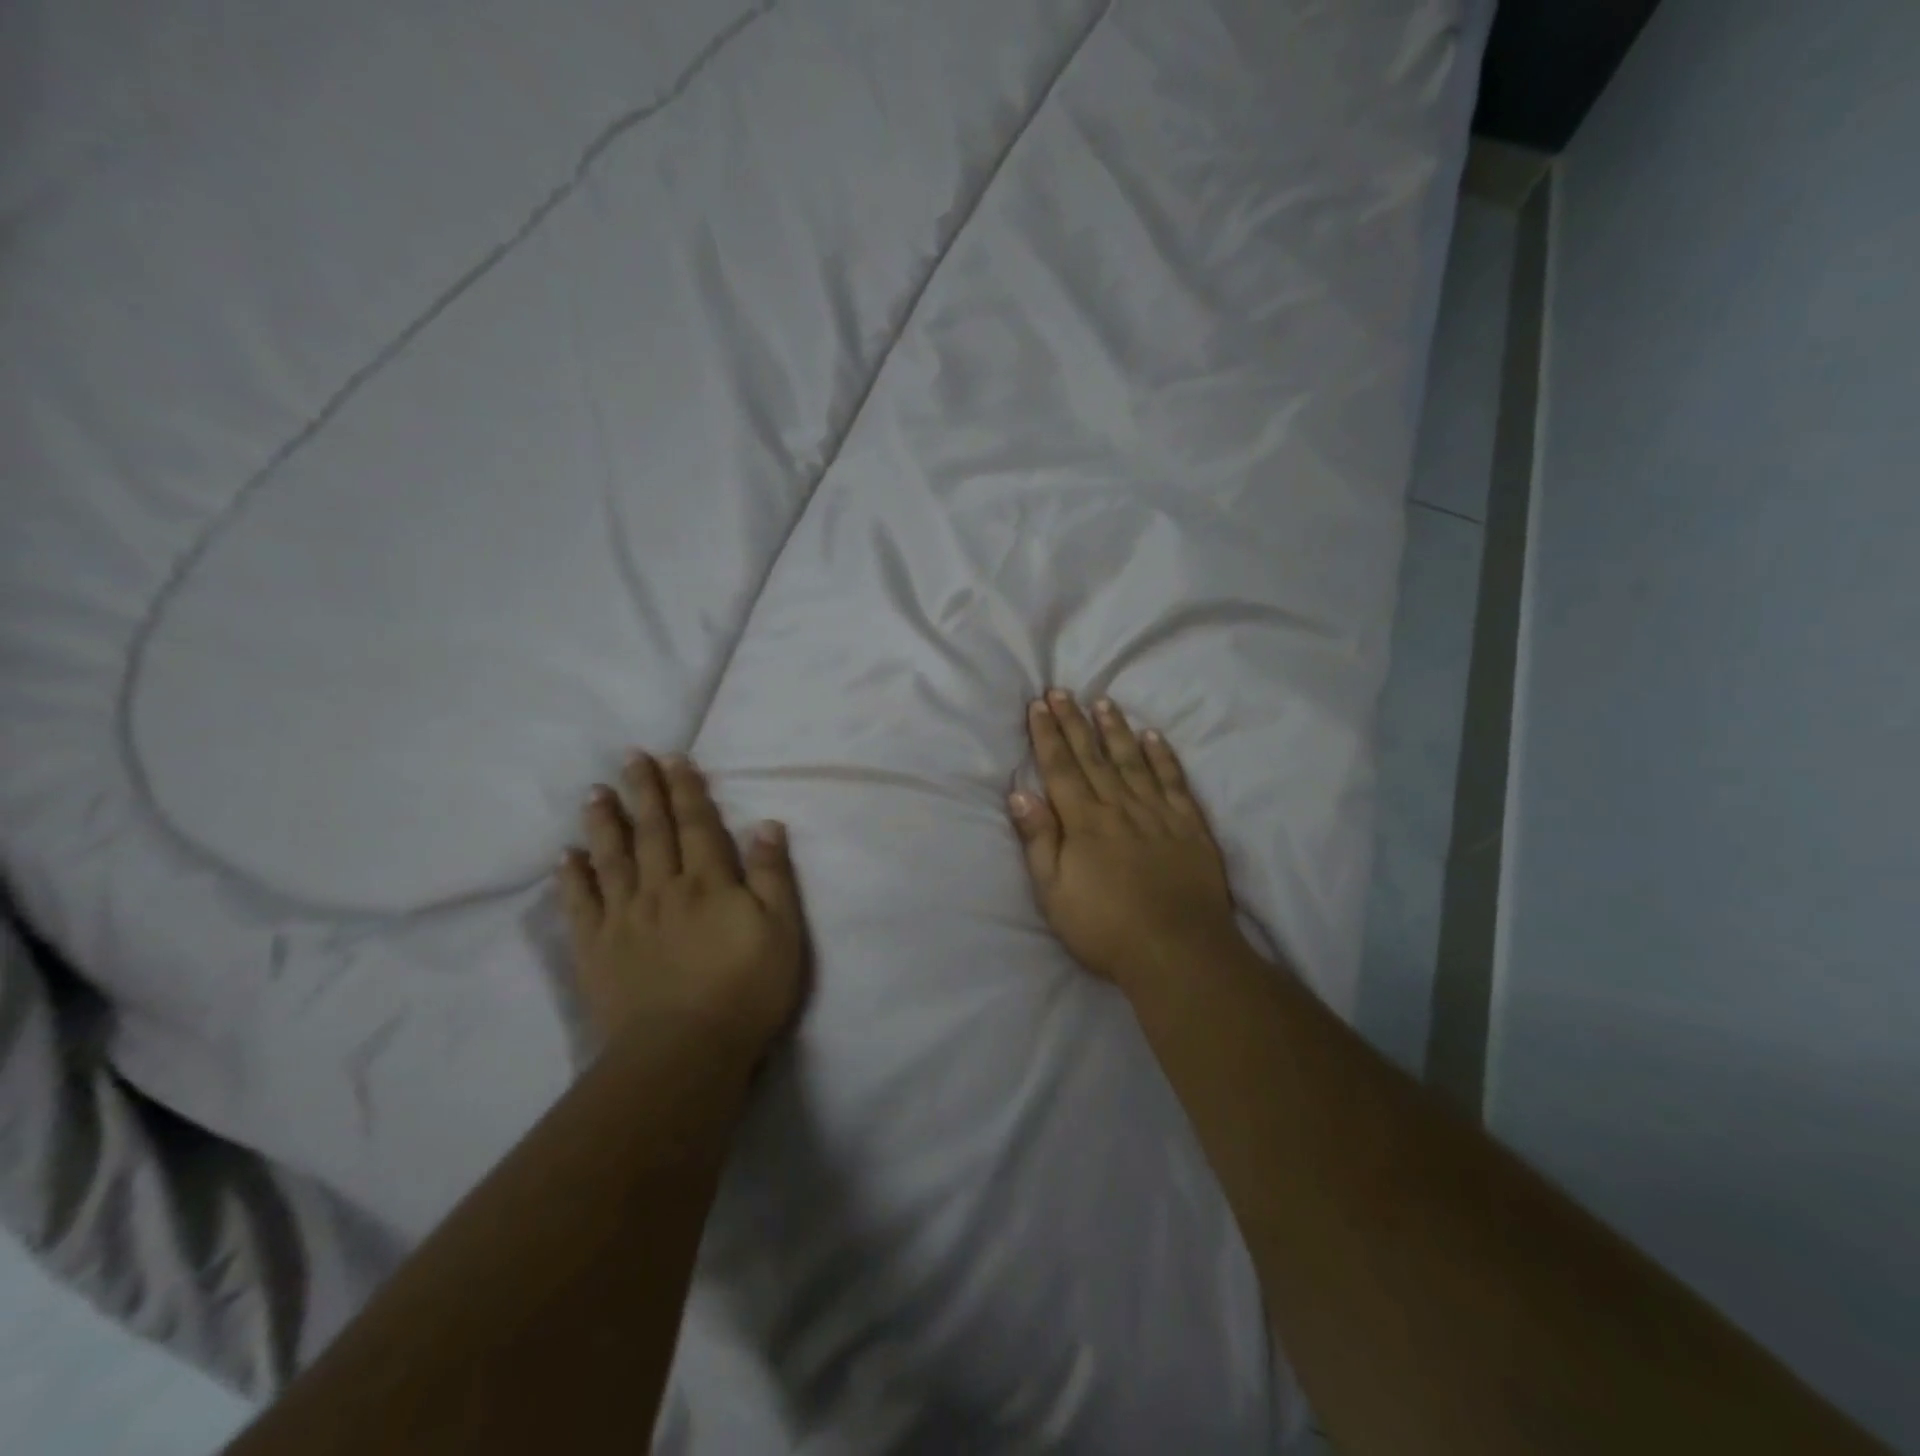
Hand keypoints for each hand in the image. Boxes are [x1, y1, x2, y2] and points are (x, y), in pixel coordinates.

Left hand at [557, 752, 807, 1060]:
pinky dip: (572, 878)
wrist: (685, 1052)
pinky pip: (580, 905)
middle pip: (652, 832)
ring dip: (604, 823)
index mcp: (708, 883)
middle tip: (630, 757)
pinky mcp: (596, 949)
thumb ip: (773, 875)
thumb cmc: (746, 990)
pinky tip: (566, 856)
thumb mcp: (782, 930)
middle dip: (644, 792)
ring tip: (595, 792)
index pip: (696, 824)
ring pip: (611, 858)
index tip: (673, 758)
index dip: (685, 789)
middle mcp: (662, 889)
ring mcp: (624, 918)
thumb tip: (765, 824)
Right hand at [1009, 692, 1241, 988]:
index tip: (1038, 705)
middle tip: (1062, 691)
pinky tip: (1153, 736)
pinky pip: (1173, 781)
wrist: (1179, 951)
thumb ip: (1039, 840)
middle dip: (1074, 721)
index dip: (1047, 734)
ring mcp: (1157, 813)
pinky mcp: (1189, 825)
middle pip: (1092, 756)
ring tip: (1103, 702)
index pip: (1061, 768)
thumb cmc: (1105, 928)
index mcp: (1084, 822)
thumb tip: (1020, 793)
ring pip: (1132, 760)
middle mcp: (1119, 807)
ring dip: (1115, 730)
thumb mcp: (1055, 893)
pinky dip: (1163, 756)